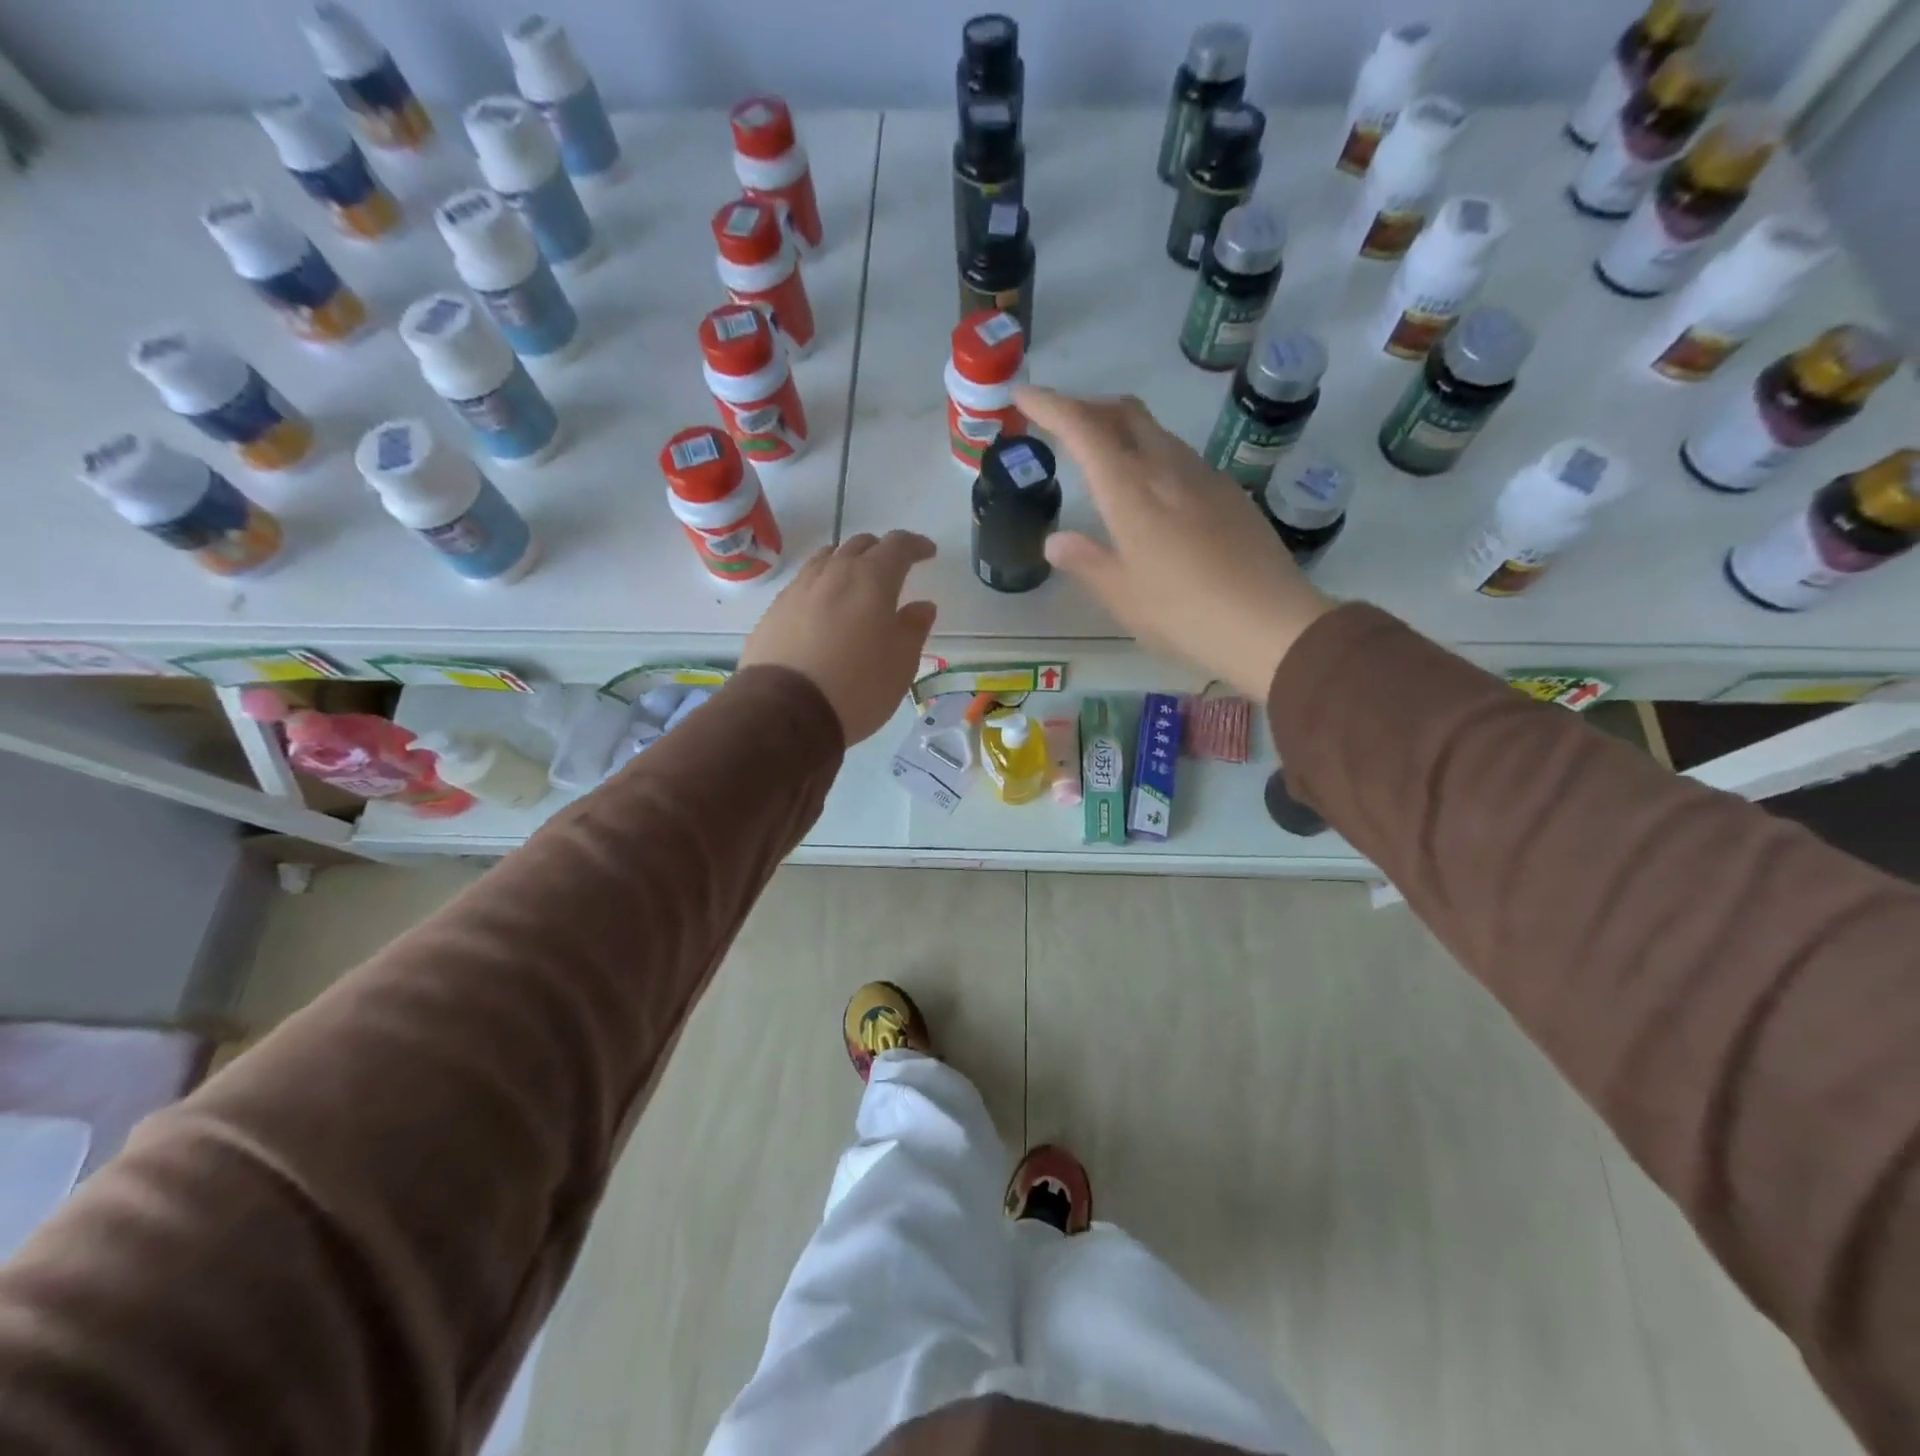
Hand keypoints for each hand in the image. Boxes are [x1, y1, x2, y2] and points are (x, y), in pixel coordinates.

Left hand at [740, 531, 938, 744]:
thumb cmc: (858, 686)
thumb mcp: (902, 662)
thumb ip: (914, 628)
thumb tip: (921, 606)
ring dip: (845, 563)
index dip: (915, 545)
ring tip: (854, 582)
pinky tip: (822, 609)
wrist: (786, 711)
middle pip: (858, 545)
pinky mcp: (774, 611)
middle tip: (892, 569)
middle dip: (880, 552)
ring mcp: (798, 589)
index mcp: (871, 579)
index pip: (897, 545)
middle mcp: (833, 573)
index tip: (927, 552)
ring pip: (826, 560)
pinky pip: (803, 584)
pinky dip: (820, 586)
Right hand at [1018, 386, 1332, 700]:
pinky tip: (1151, 492)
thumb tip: (1055, 542)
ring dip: (1122, 430)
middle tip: (1062, 423)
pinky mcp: (1229, 492)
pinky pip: (1180, 457)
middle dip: (1088, 406)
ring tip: (1102, 457)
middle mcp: (1166, 467)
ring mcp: (1204, 475)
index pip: (1083, 428)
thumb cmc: (1183, 612)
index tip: (1023, 395)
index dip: (1049, 405)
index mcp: (1130, 489)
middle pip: (1124, 412)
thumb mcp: (1121, 595)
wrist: (1270, 623)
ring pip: (1155, 432)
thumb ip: (1085, 561)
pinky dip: (1152, 455)